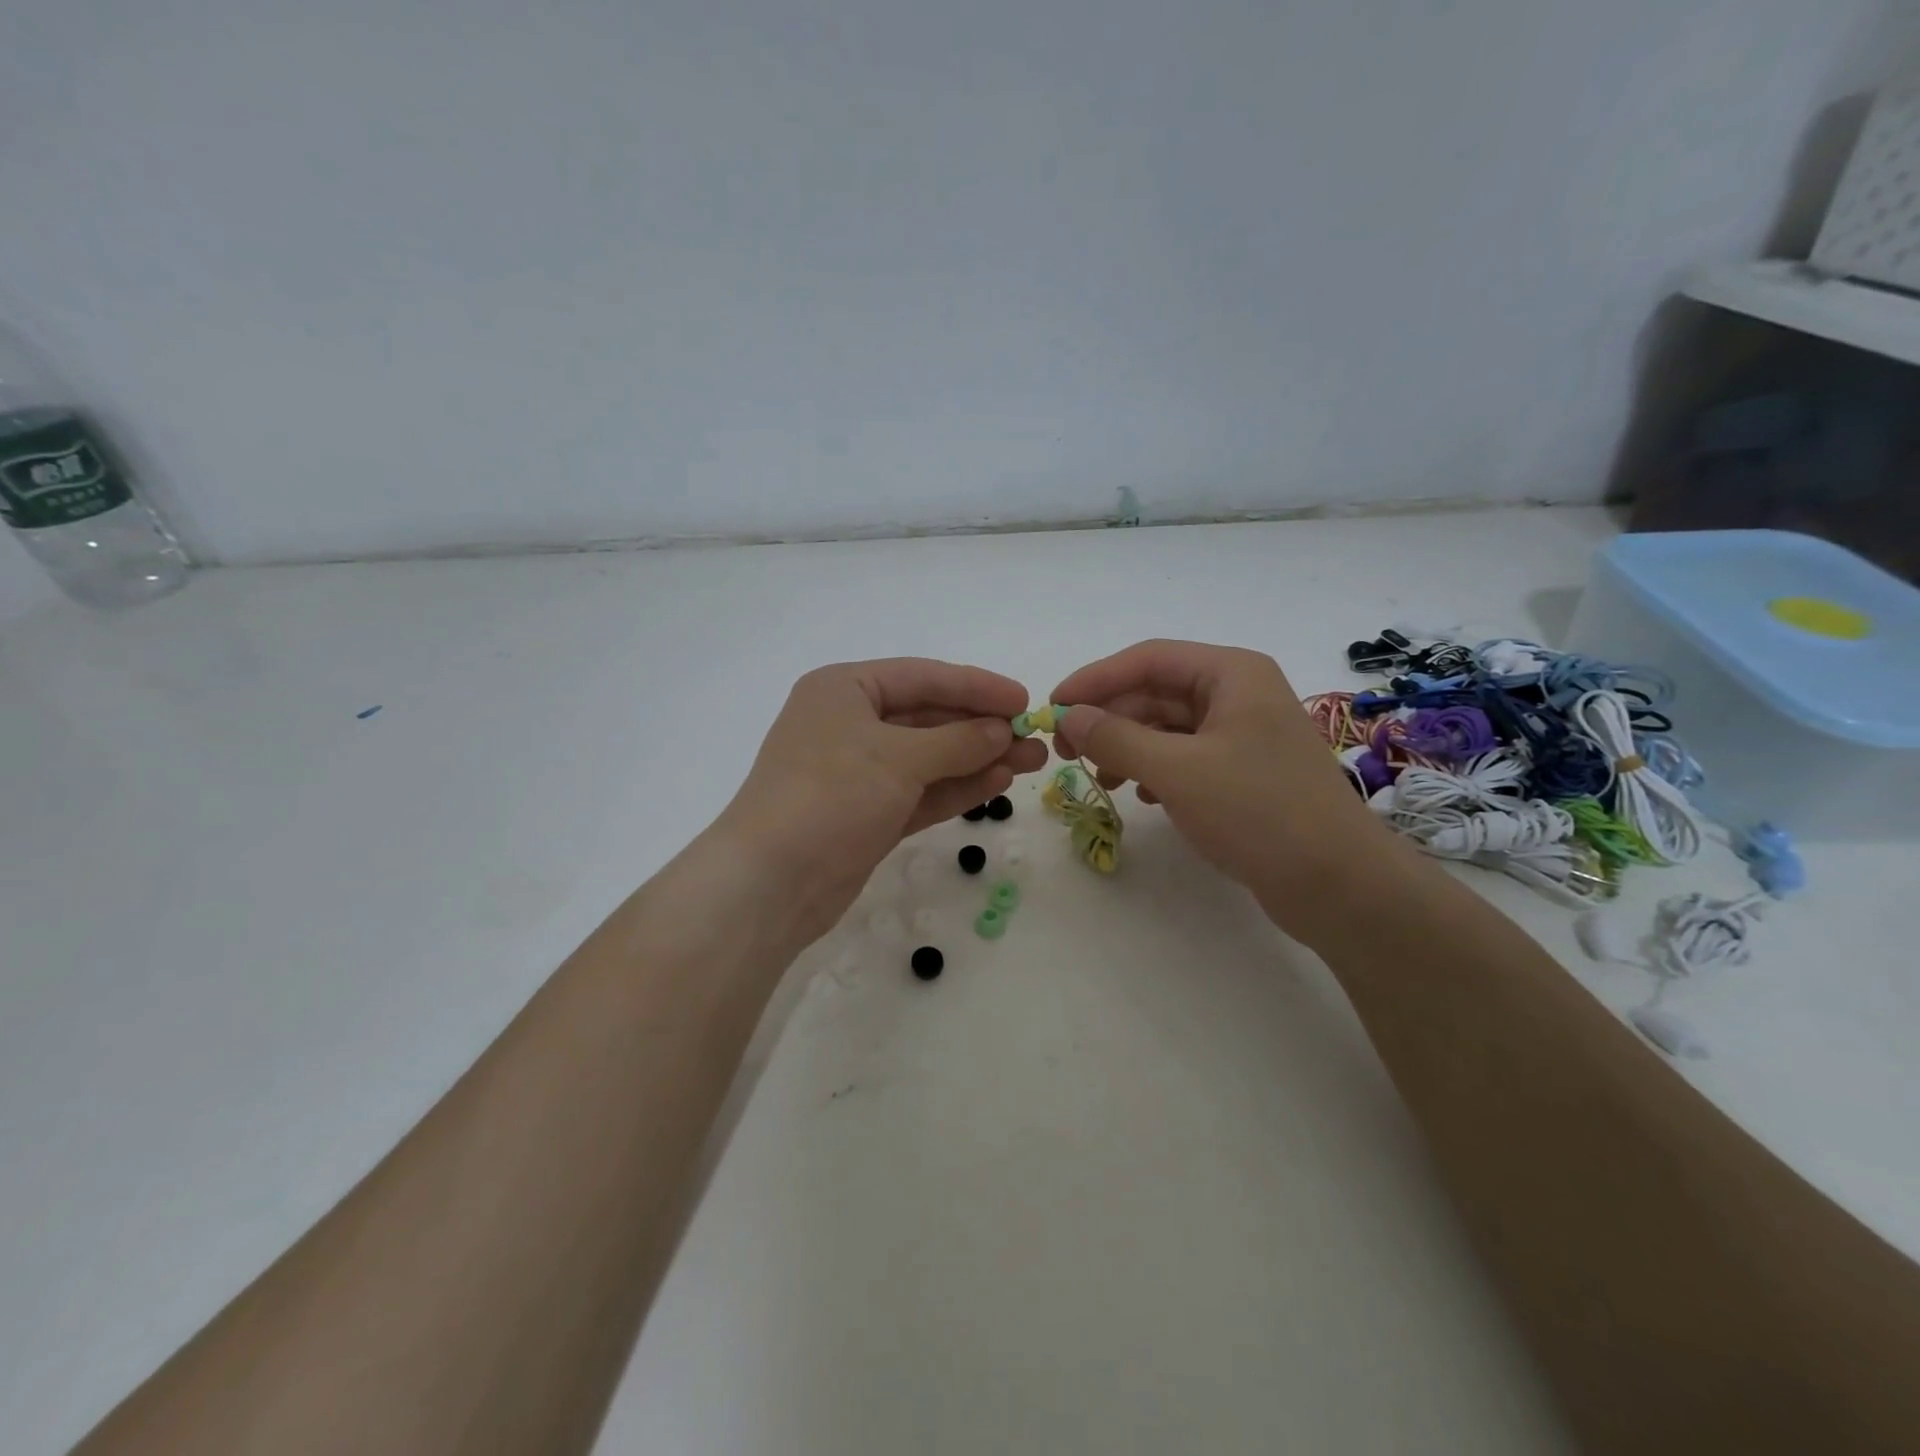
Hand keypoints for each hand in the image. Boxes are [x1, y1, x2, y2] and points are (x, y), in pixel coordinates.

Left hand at [713, 659, 1048, 942]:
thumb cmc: (831, 795)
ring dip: (977, 758)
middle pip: (928, 717)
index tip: (1024, 699)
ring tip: (1030, 762)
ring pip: (929, 758)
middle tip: (1036, 738)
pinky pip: (921, 791)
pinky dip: (956, 787)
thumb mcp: (898, 758)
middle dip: (982, 728)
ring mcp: (858, 772)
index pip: (923, 677)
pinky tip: (997, 783)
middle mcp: (850, 724)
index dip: (976, 686)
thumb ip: (957, 740)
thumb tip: (1001, 731)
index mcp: (845, 690)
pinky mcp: (868, 814)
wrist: (772, 882)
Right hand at [1052, 639, 1393, 943]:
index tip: (1053, 706)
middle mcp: (1239, 694)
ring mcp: (1244, 734)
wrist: (1338, 884)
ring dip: (1127, 746)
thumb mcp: (1177, 771)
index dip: (1095, 679)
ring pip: (1168, 727)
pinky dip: (1155, 769)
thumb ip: (1116, 738)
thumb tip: (1068, 717)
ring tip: (1100, 779)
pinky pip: (1185, 756)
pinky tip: (1142, 795)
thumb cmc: (1258, 812)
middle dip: (1109, 718)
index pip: (1148, 659)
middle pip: (1156, 692)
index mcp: (1232, 674)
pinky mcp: (1244, 772)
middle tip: (1066, 750)